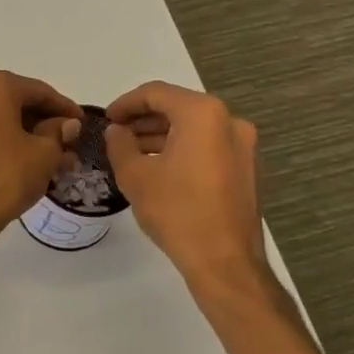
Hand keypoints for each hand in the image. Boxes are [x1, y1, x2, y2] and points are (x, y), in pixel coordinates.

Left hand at [0, 69, 81, 259]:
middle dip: (43, 124)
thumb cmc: (5, 177)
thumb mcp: (44, 154)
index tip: (82, 122)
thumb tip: (67, 124)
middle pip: (14, 104)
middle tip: (67, 144)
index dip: (65, 108)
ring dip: (23, 136)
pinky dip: (0, 144)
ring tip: (49, 159)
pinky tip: (20, 163)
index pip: (39, 91)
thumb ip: (58, 132)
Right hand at [105, 82, 270, 294]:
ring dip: (162, 135)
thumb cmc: (177, 211)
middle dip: (144, 120)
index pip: (156, 93)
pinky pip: (208, 146)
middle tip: (116, 135)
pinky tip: (160, 168)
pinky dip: (183, 149)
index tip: (106, 120)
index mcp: (203, 114)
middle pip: (178, 108)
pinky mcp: (246, 168)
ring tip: (132, 153)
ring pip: (194, 128)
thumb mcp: (135, 176)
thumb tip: (116, 131)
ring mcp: (243, 145)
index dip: (126, 103)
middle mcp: (229, 121)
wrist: (224, 261)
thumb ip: (120, 144)